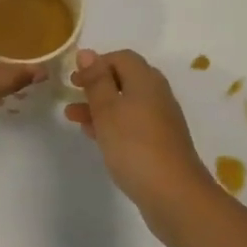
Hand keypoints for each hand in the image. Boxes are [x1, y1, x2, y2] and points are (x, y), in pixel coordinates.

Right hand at [65, 49, 212, 214]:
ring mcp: (161, 120)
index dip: (96, 63)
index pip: (121, 57)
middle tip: (72, 95)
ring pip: (126, 103)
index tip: (74, 79)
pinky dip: (112, 124)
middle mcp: (157, 94)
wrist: (174, 194)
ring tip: (73, 118)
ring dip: (100, 107)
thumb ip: (96, 80)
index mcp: (146, 80)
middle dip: (96, 85)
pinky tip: (95, 137)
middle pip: (124, 79)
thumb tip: (87, 52)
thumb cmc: (134, 145)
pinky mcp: (160, 143)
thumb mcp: (107, 109)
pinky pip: (132, 124)